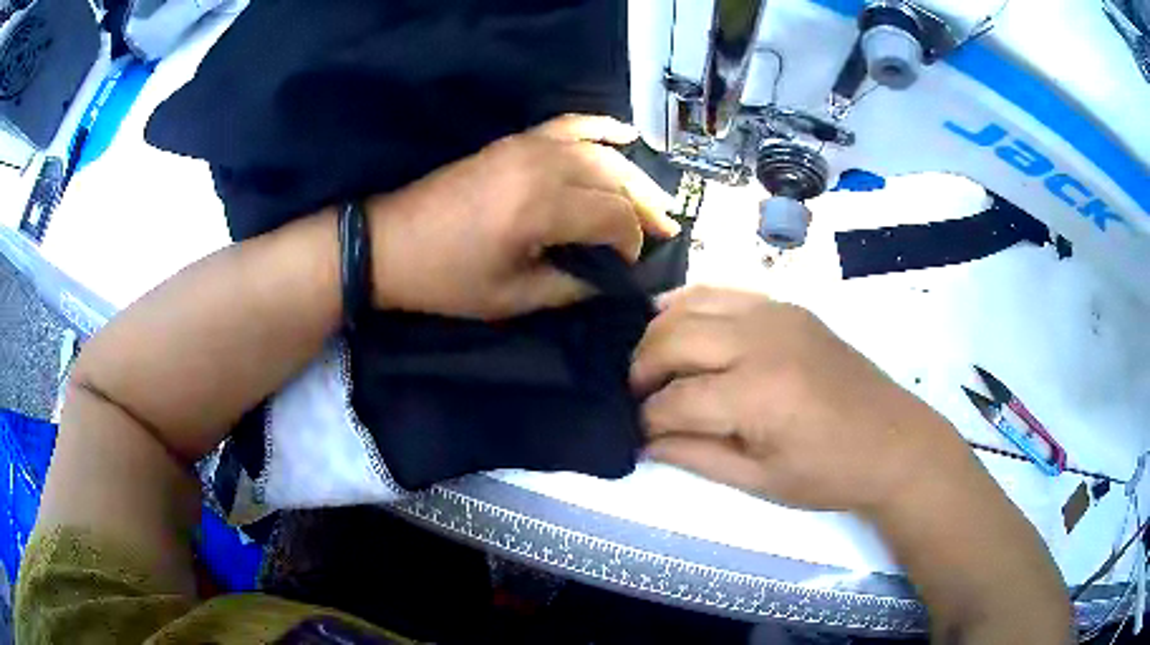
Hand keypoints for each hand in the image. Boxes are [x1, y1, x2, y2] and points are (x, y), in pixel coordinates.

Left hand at [366, 114, 679, 319]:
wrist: (390, 242)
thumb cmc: (447, 278)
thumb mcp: (511, 298)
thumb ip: (571, 286)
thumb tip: (612, 278)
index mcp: (540, 208)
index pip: (614, 217)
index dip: (633, 242)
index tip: (631, 266)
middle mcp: (542, 166)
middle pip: (616, 178)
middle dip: (647, 206)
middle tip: (667, 230)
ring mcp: (527, 145)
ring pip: (601, 152)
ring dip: (634, 173)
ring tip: (656, 198)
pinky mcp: (514, 140)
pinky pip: (569, 124)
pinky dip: (601, 127)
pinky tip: (626, 134)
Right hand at [631, 287, 973, 513]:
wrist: (893, 440)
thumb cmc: (829, 473)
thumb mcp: (760, 481)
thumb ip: (696, 456)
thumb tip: (644, 442)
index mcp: (757, 395)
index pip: (675, 401)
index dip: (647, 420)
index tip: (638, 435)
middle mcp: (761, 341)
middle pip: (673, 339)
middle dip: (641, 369)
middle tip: (637, 397)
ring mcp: (775, 314)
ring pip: (691, 304)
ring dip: (659, 332)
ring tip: (653, 364)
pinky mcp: (787, 306)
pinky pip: (723, 291)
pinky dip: (691, 303)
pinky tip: (679, 322)